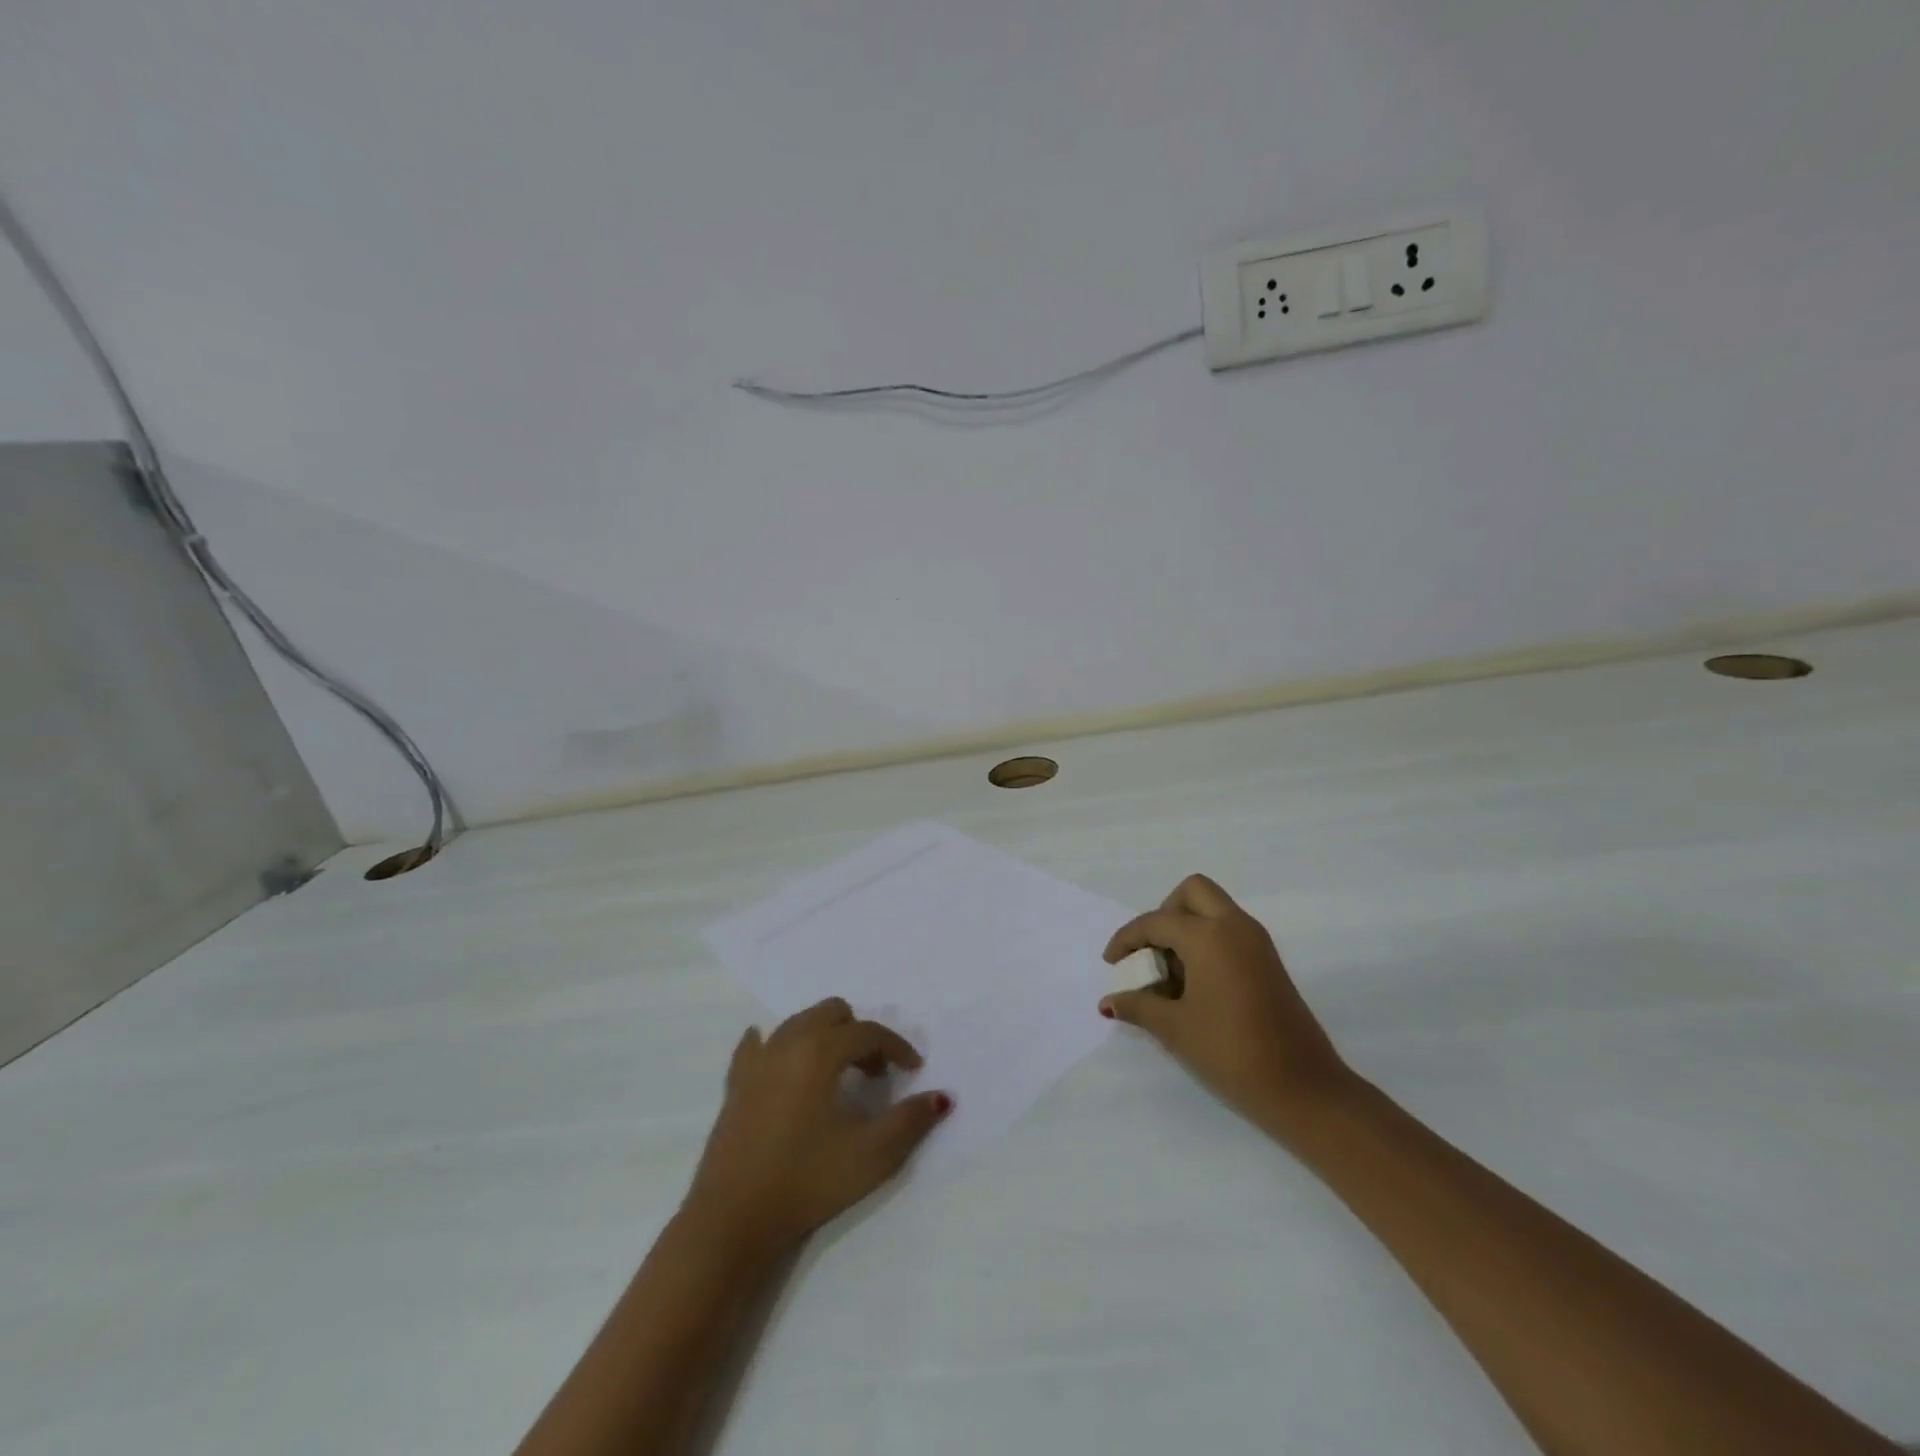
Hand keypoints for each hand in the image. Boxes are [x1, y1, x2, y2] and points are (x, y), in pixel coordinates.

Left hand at [683, 998, 951, 1257]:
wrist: (732, 1222)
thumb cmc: (807, 1183)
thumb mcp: (871, 1156)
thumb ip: (911, 1121)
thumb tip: (942, 1096)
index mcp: (819, 1052)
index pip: (867, 1032)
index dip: (896, 1047)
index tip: (914, 1071)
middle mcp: (787, 1043)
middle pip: (831, 1012)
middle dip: (859, 1034)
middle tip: (874, 1073)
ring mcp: (756, 1062)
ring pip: (797, 1023)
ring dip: (824, 1037)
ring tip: (838, 1075)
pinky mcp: (734, 1084)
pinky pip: (757, 1045)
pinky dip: (777, 1046)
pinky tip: (782, 1062)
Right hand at [1101, 875, 1352, 1136]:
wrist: (1304, 1089)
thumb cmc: (1231, 1052)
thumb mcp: (1174, 1029)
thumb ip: (1138, 1006)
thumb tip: (1108, 1002)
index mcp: (1209, 936)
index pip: (1156, 922)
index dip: (1127, 940)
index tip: (1112, 965)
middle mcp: (1235, 926)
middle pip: (1192, 893)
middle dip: (1164, 913)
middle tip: (1151, 951)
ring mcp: (1257, 943)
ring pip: (1214, 910)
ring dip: (1186, 928)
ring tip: (1170, 976)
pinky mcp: (1269, 962)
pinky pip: (1229, 931)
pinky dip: (1206, 942)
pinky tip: (1194, 985)